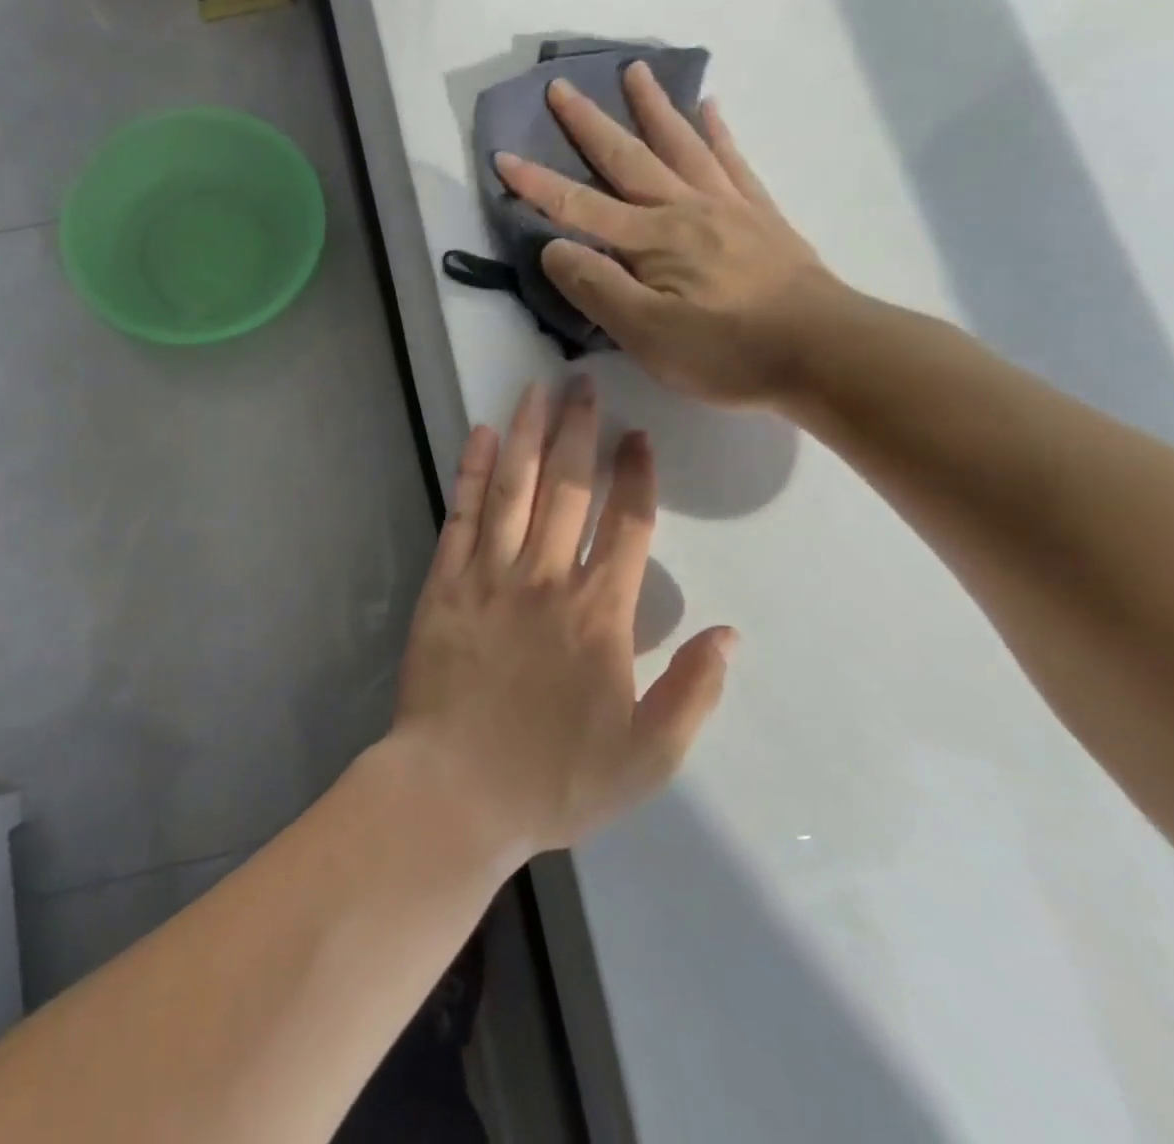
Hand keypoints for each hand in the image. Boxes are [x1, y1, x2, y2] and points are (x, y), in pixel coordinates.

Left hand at [391, 379, 734, 861]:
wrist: (456, 791)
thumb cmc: (555, 779)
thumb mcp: (649, 757)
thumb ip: (695, 691)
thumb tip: (729, 633)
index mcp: (601, 613)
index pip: (628, 525)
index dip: (636, 476)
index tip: (638, 437)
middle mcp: (547, 578)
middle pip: (568, 488)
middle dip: (579, 431)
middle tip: (584, 383)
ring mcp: (490, 575)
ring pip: (515, 488)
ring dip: (529, 434)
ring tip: (538, 389)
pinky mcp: (444, 583)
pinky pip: (462, 515)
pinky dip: (473, 472)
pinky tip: (481, 435)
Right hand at [493, 62, 845, 407]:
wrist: (824, 349)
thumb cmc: (726, 350)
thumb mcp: (645, 333)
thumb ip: (596, 287)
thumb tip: (554, 247)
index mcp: (651, 240)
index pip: (579, 207)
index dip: (537, 185)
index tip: (502, 157)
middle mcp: (684, 209)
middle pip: (628, 158)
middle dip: (589, 124)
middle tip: (562, 85)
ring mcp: (727, 207)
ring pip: (680, 146)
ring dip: (653, 108)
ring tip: (635, 71)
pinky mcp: (760, 217)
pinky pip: (732, 162)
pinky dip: (716, 132)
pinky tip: (710, 108)